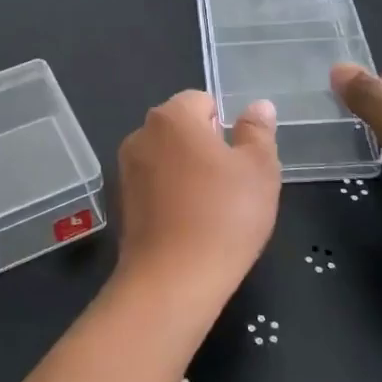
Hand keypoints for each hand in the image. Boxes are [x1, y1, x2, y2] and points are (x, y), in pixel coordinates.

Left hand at [114, 91, 279, 312]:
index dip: (226, 125)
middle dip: (207, 147)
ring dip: (188, 172)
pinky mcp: (122, 203)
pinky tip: (190, 225)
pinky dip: (171, 196)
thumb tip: (258, 106)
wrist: (173, 280)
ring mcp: (126, 170)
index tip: (239, 158)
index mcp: (171, 117)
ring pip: (168, 158)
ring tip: (213, 208)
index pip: (202, 101)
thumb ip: (258, 131)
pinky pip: (155, 186)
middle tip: (233, 184)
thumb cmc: (224, 216)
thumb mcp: (259, 169)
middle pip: (182, 128)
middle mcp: (141, 135)